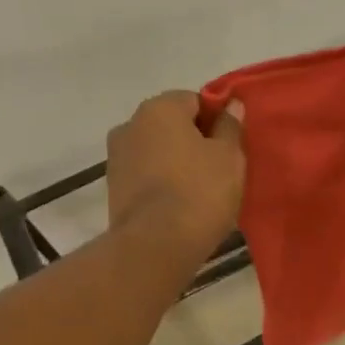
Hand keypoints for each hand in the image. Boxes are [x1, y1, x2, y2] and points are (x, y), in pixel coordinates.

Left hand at [106, 91, 244, 260]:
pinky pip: (146, 176)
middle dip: (194, 140)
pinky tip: (180, 205)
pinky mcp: (113, 189)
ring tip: (200, 191)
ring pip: (157, 151)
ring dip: (177, 163)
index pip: (195, 100)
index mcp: (159, 108)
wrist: (155, 245)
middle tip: (220, 168)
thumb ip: (230, 126)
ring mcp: (116, 158)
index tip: (231, 145)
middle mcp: (130, 125)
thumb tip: (231, 105)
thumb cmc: (200, 191)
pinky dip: (162, 183)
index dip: (216, 120)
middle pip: (172, 125)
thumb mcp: (229, 157)